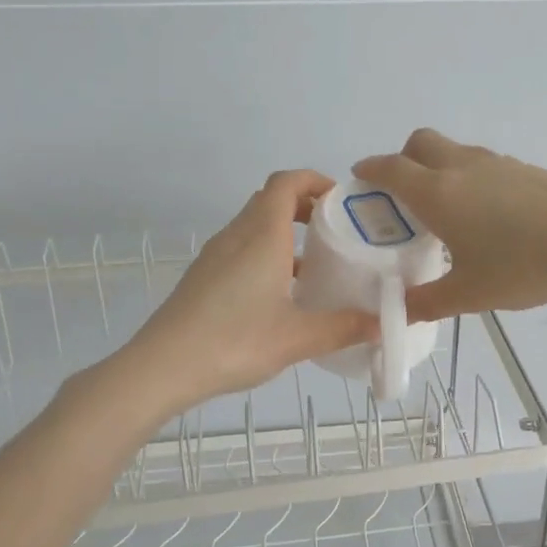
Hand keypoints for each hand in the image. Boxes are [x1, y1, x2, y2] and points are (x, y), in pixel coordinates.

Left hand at [118, 171, 377, 417]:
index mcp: (262, 236)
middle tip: (335, 232)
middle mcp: (237, 235)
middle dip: (304, 206)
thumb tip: (382, 325)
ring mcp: (215, 255)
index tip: (341, 201)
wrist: (163, 366)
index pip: (287, 182)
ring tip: (314, 264)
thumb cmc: (235, 341)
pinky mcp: (203, 276)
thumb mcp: (298, 338)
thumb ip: (343, 328)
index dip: (315, 180)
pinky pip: (241, 248)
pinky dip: (265, 253)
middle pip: (270, 199)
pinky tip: (280, 293)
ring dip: (284, 232)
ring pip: (254, 225)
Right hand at [353, 130, 546, 321]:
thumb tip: (401, 311)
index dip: (370, 170)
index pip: (391, 169)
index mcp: (437, 192)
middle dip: (403, 159)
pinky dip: (470, 179)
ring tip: (447, 212)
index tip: (360, 178)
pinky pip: (483, 165)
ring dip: (439, 169)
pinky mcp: (526, 169)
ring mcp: (497, 163)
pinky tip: (488, 217)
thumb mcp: (471, 293)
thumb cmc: (524, 264)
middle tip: (403, 195)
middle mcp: (461, 167)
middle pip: (420, 142)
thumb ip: (430, 302)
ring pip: (454, 152)